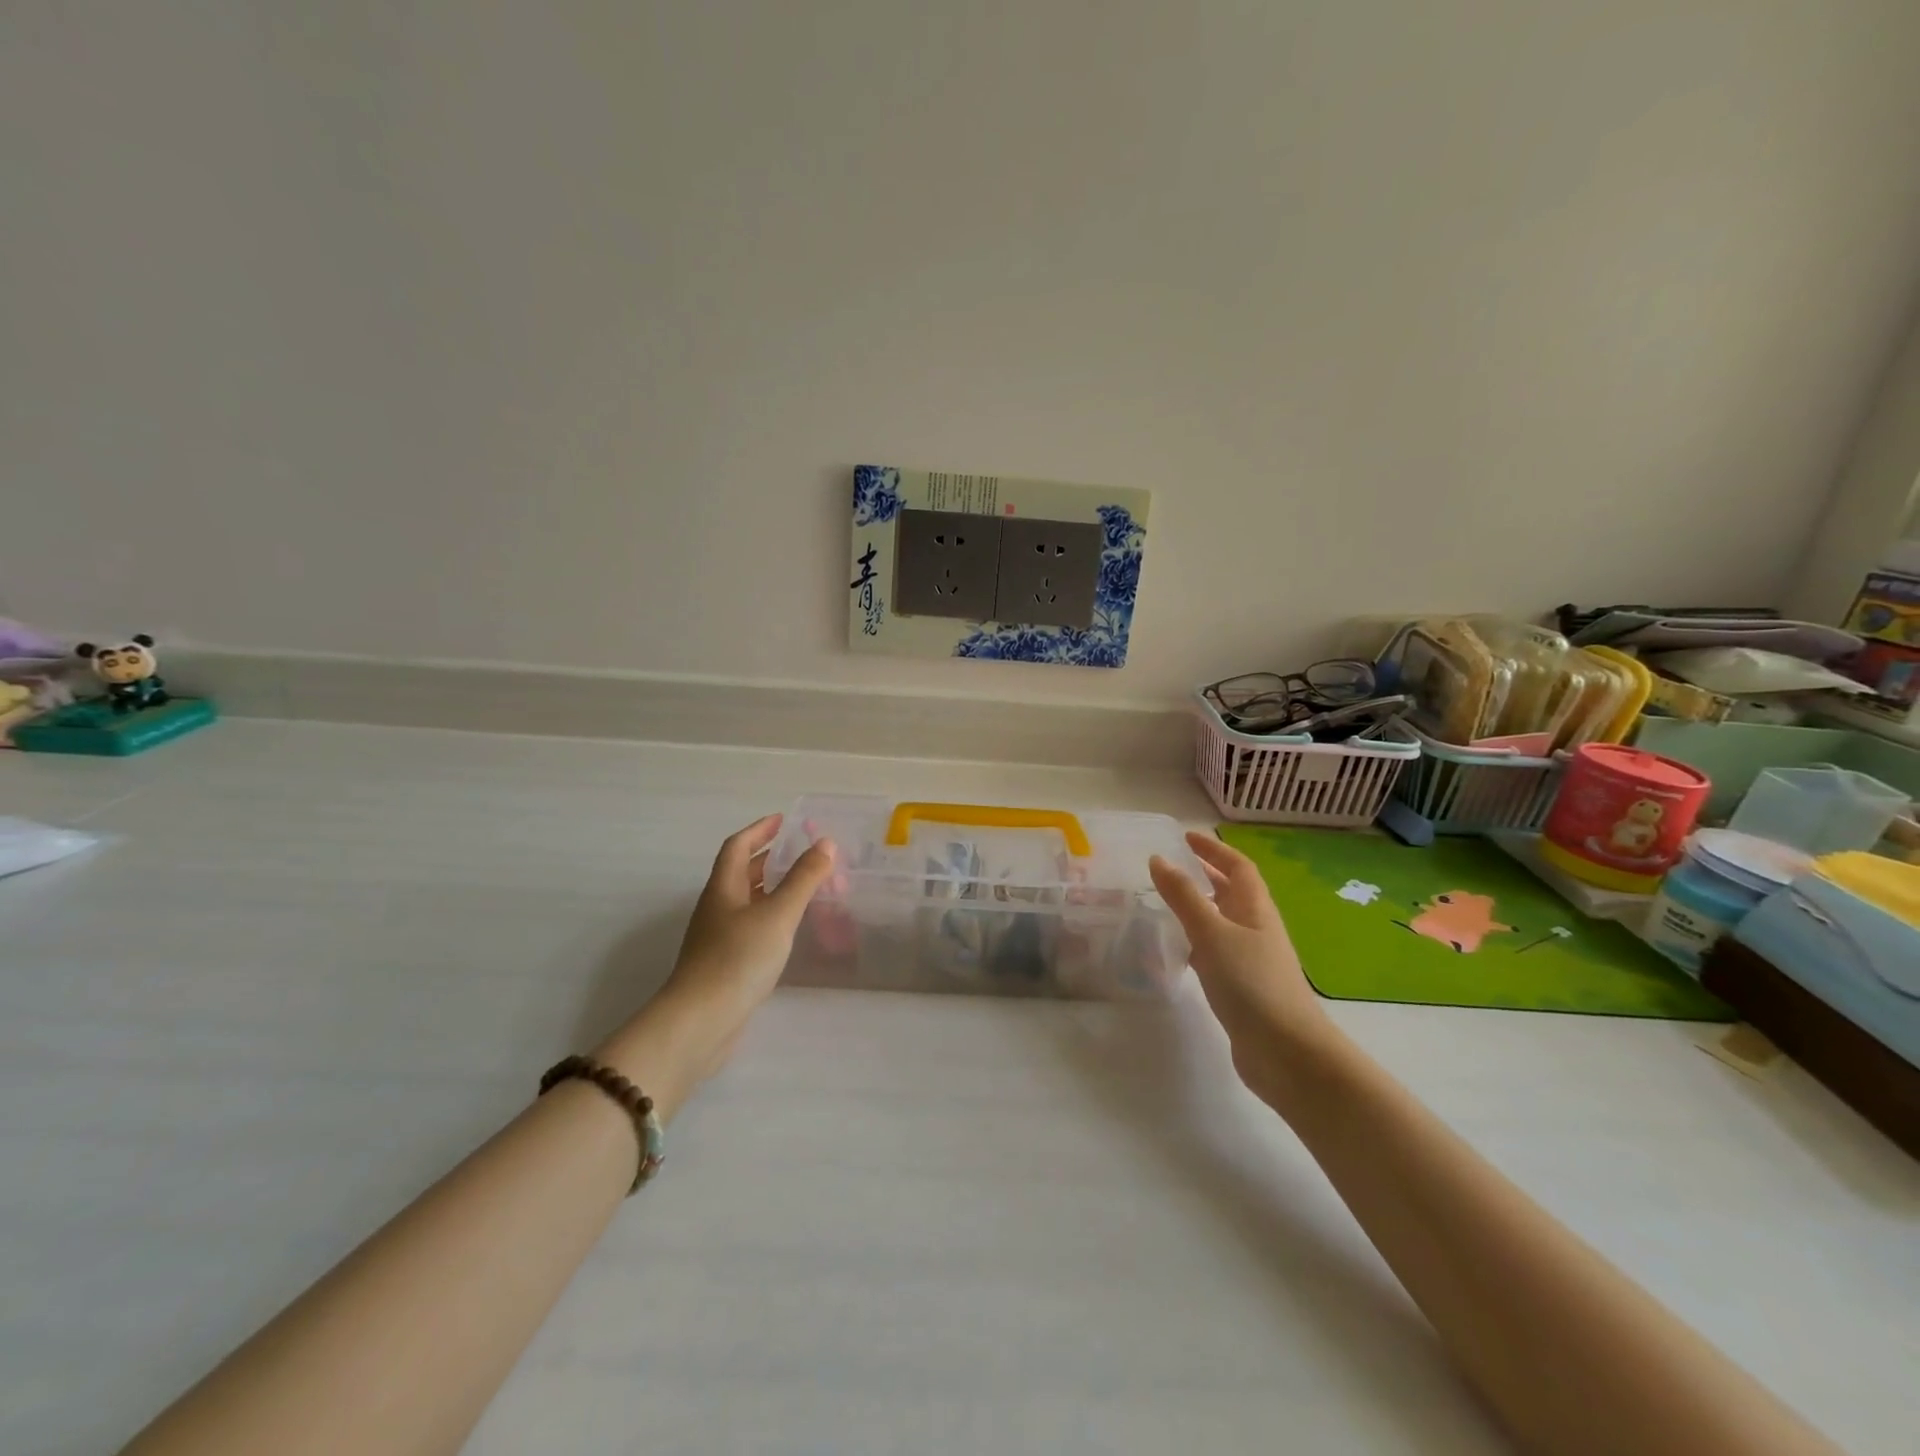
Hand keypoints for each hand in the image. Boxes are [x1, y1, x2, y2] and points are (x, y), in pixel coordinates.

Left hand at [595, 815, 834, 1117]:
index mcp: (723, 888)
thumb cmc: (738, 959)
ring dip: (771, 888)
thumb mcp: (778, 914)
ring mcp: (718, 938)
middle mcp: (717, 908)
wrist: (700, 1023)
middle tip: (801, 852)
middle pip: (740, 873)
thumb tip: (825, 843)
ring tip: (803, 886)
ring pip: (747, 901)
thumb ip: (803, 879)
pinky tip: (789, 929)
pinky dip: (771, 916)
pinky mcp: (724, 964)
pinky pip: (751, 927)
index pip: (737, 847)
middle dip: (768, 858)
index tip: (783, 820)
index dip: (759, 830)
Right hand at [1149, 831, 1334, 1092]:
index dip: (1214, 849)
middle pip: (1232, 892)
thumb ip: (1183, 896)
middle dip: (1205, 875)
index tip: (1186, 838)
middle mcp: (1256, 929)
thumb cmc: (1251, 983)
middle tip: (1170, 867)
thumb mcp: (1212, 933)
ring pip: (1221, 922)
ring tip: (1164, 902)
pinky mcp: (1241, 988)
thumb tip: (1159, 859)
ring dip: (1198, 908)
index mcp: (1255, 909)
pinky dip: (1195, 941)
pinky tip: (1176, 950)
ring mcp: (1250, 960)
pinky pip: (1215, 952)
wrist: (1287, 1053)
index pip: (1238, 867)